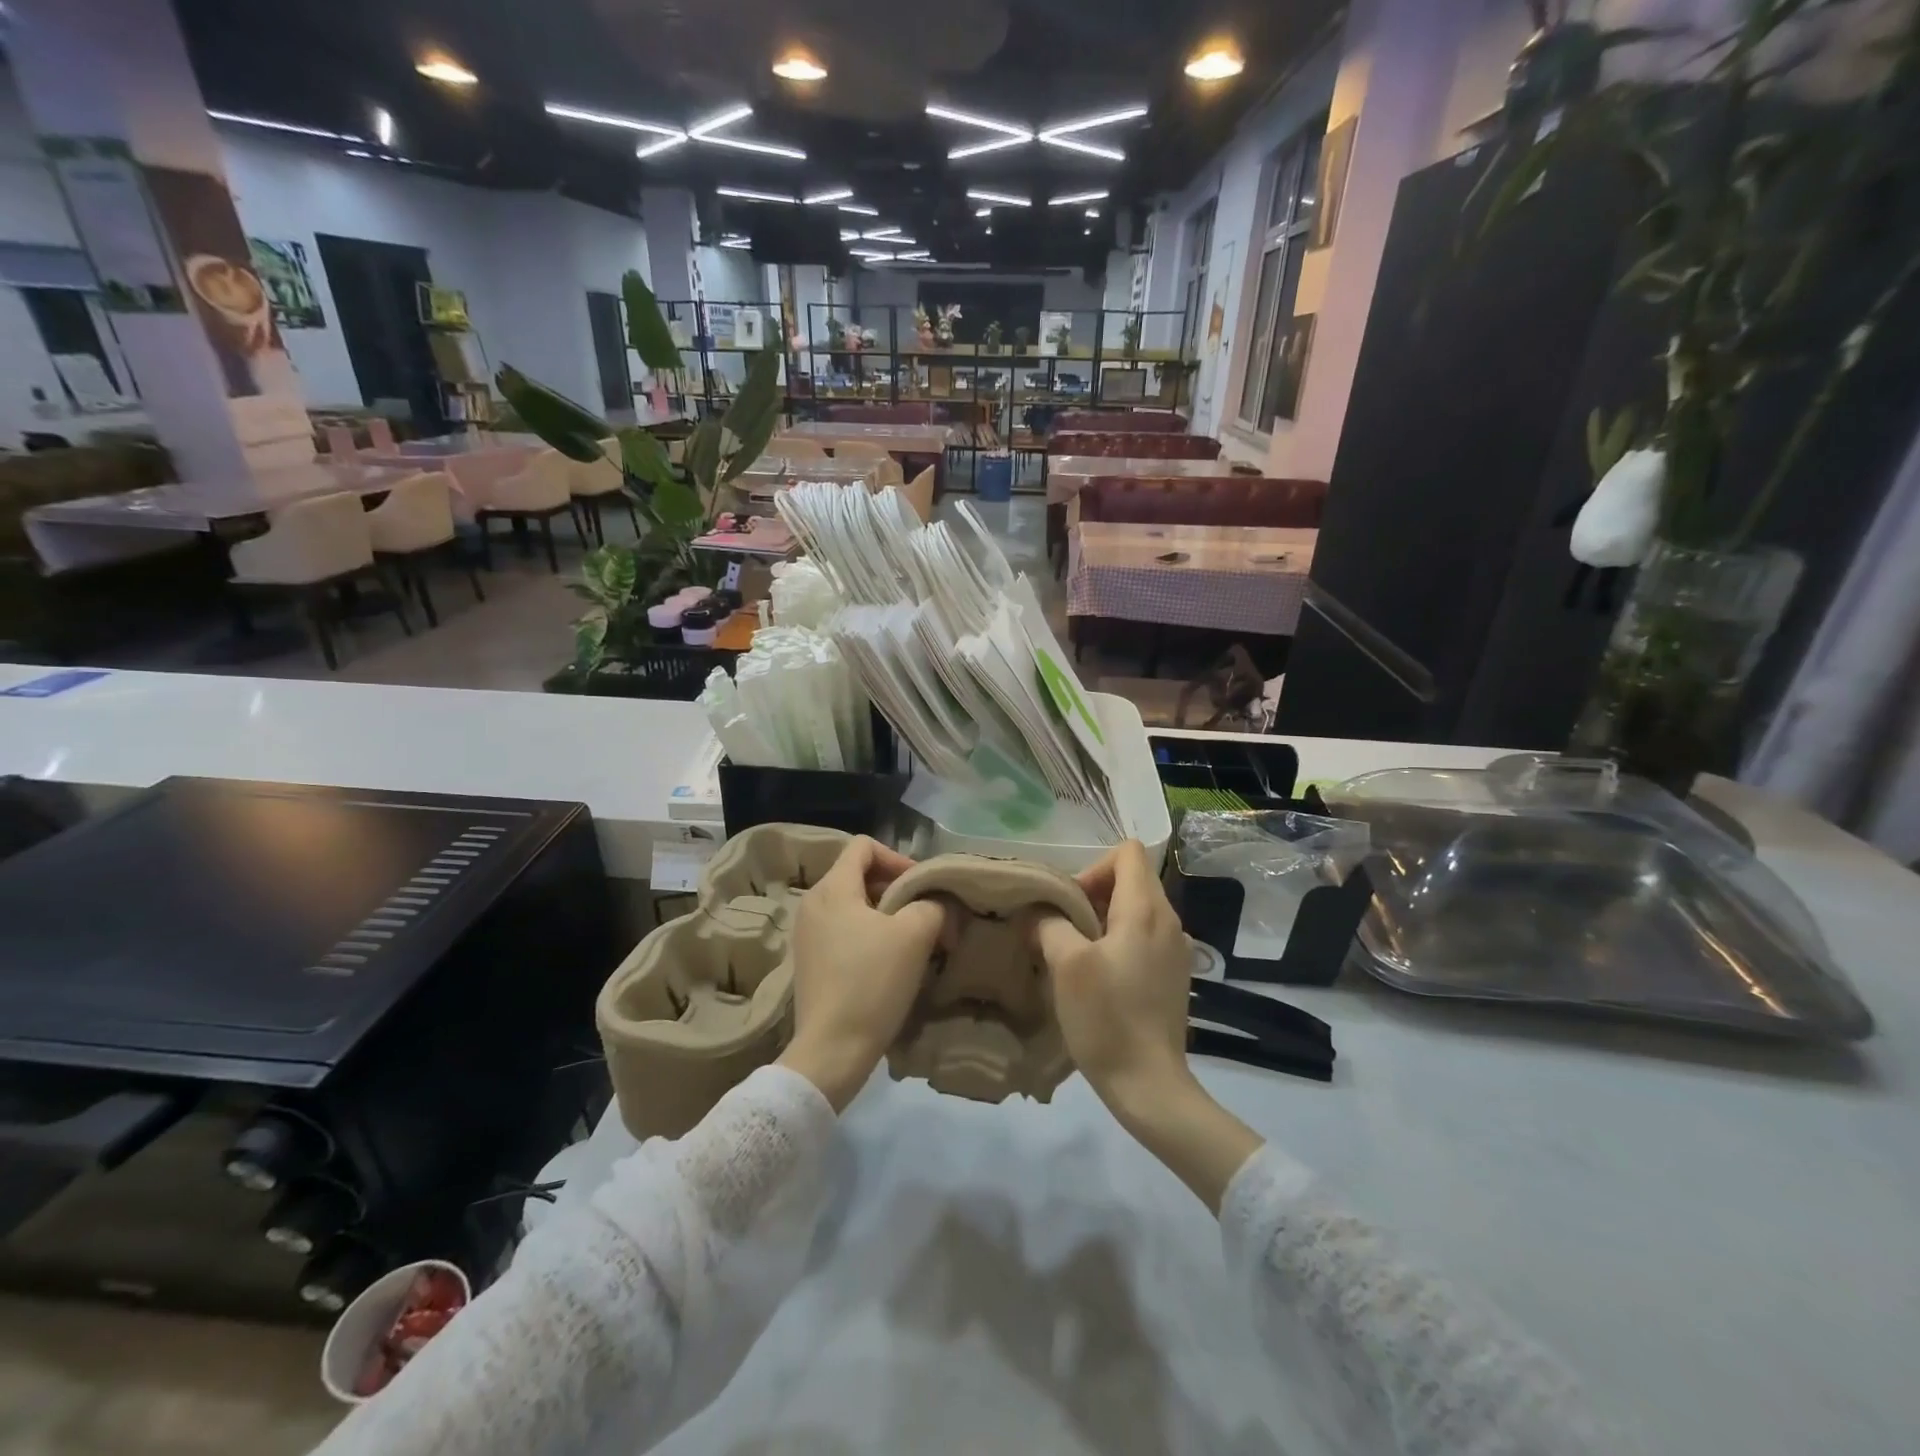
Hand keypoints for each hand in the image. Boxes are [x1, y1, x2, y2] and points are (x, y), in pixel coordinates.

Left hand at [777, 837, 946, 1111]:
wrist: (831, 1051)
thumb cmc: (872, 983)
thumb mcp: (914, 935)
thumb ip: (932, 905)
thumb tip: (936, 905)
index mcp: (832, 888)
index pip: (864, 846)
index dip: (898, 858)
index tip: (921, 887)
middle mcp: (813, 904)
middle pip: (859, 875)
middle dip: (896, 889)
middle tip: (924, 915)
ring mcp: (807, 935)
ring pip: (854, 905)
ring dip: (886, 915)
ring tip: (912, 941)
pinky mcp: (810, 962)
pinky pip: (843, 931)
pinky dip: (869, 936)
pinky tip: (889, 964)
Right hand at [1030, 840, 1264, 1214]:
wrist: (1150, 1084)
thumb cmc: (1107, 1017)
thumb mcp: (1066, 964)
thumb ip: (1050, 925)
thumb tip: (1041, 914)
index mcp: (1146, 909)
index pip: (1128, 852)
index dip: (1093, 866)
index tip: (1071, 902)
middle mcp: (1170, 921)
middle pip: (1132, 879)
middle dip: (1093, 893)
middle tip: (1064, 927)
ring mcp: (1176, 949)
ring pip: (1137, 909)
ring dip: (1104, 919)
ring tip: (1077, 952)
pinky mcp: (1174, 975)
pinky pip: (1144, 937)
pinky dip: (1119, 941)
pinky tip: (1099, 976)